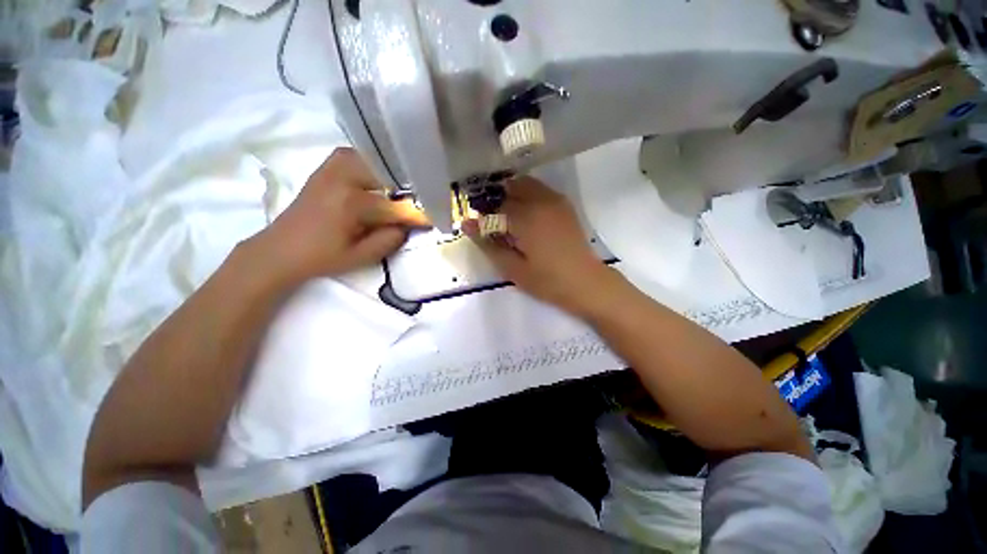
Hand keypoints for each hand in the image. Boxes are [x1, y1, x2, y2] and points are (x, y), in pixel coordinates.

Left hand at [253, 148, 428, 282]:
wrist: (280, 249)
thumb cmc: (322, 257)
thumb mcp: (361, 257)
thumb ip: (390, 239)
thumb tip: (409, 224)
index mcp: (352, 203)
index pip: (398, 207)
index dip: (420, 214)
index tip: (438, 218)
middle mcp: (344, 177)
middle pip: (389, 174)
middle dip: (410, 187)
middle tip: (423, 200)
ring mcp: (333, 167)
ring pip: (374, 158)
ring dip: (392, 172)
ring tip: (404, 188)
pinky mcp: (328, 167)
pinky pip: (358, 155)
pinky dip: (374, 163)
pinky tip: (381, 178)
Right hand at [463, 177, 610, 312]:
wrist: (585, 282)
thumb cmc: (547, 281)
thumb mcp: (513, 268)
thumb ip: (488, 244)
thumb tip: (467, 224)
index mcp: (526, 218)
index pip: (496, 207)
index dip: (485, 217)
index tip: (482, 229)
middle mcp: (541, 201)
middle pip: (510, 189)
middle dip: (498, 202)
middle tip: (496, 223)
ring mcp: (556, 201)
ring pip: (526, 184)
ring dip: (513, 195)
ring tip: (509, 217)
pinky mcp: (564, 205)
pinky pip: (540, 190)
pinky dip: (528, 194)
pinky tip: (527, 214)